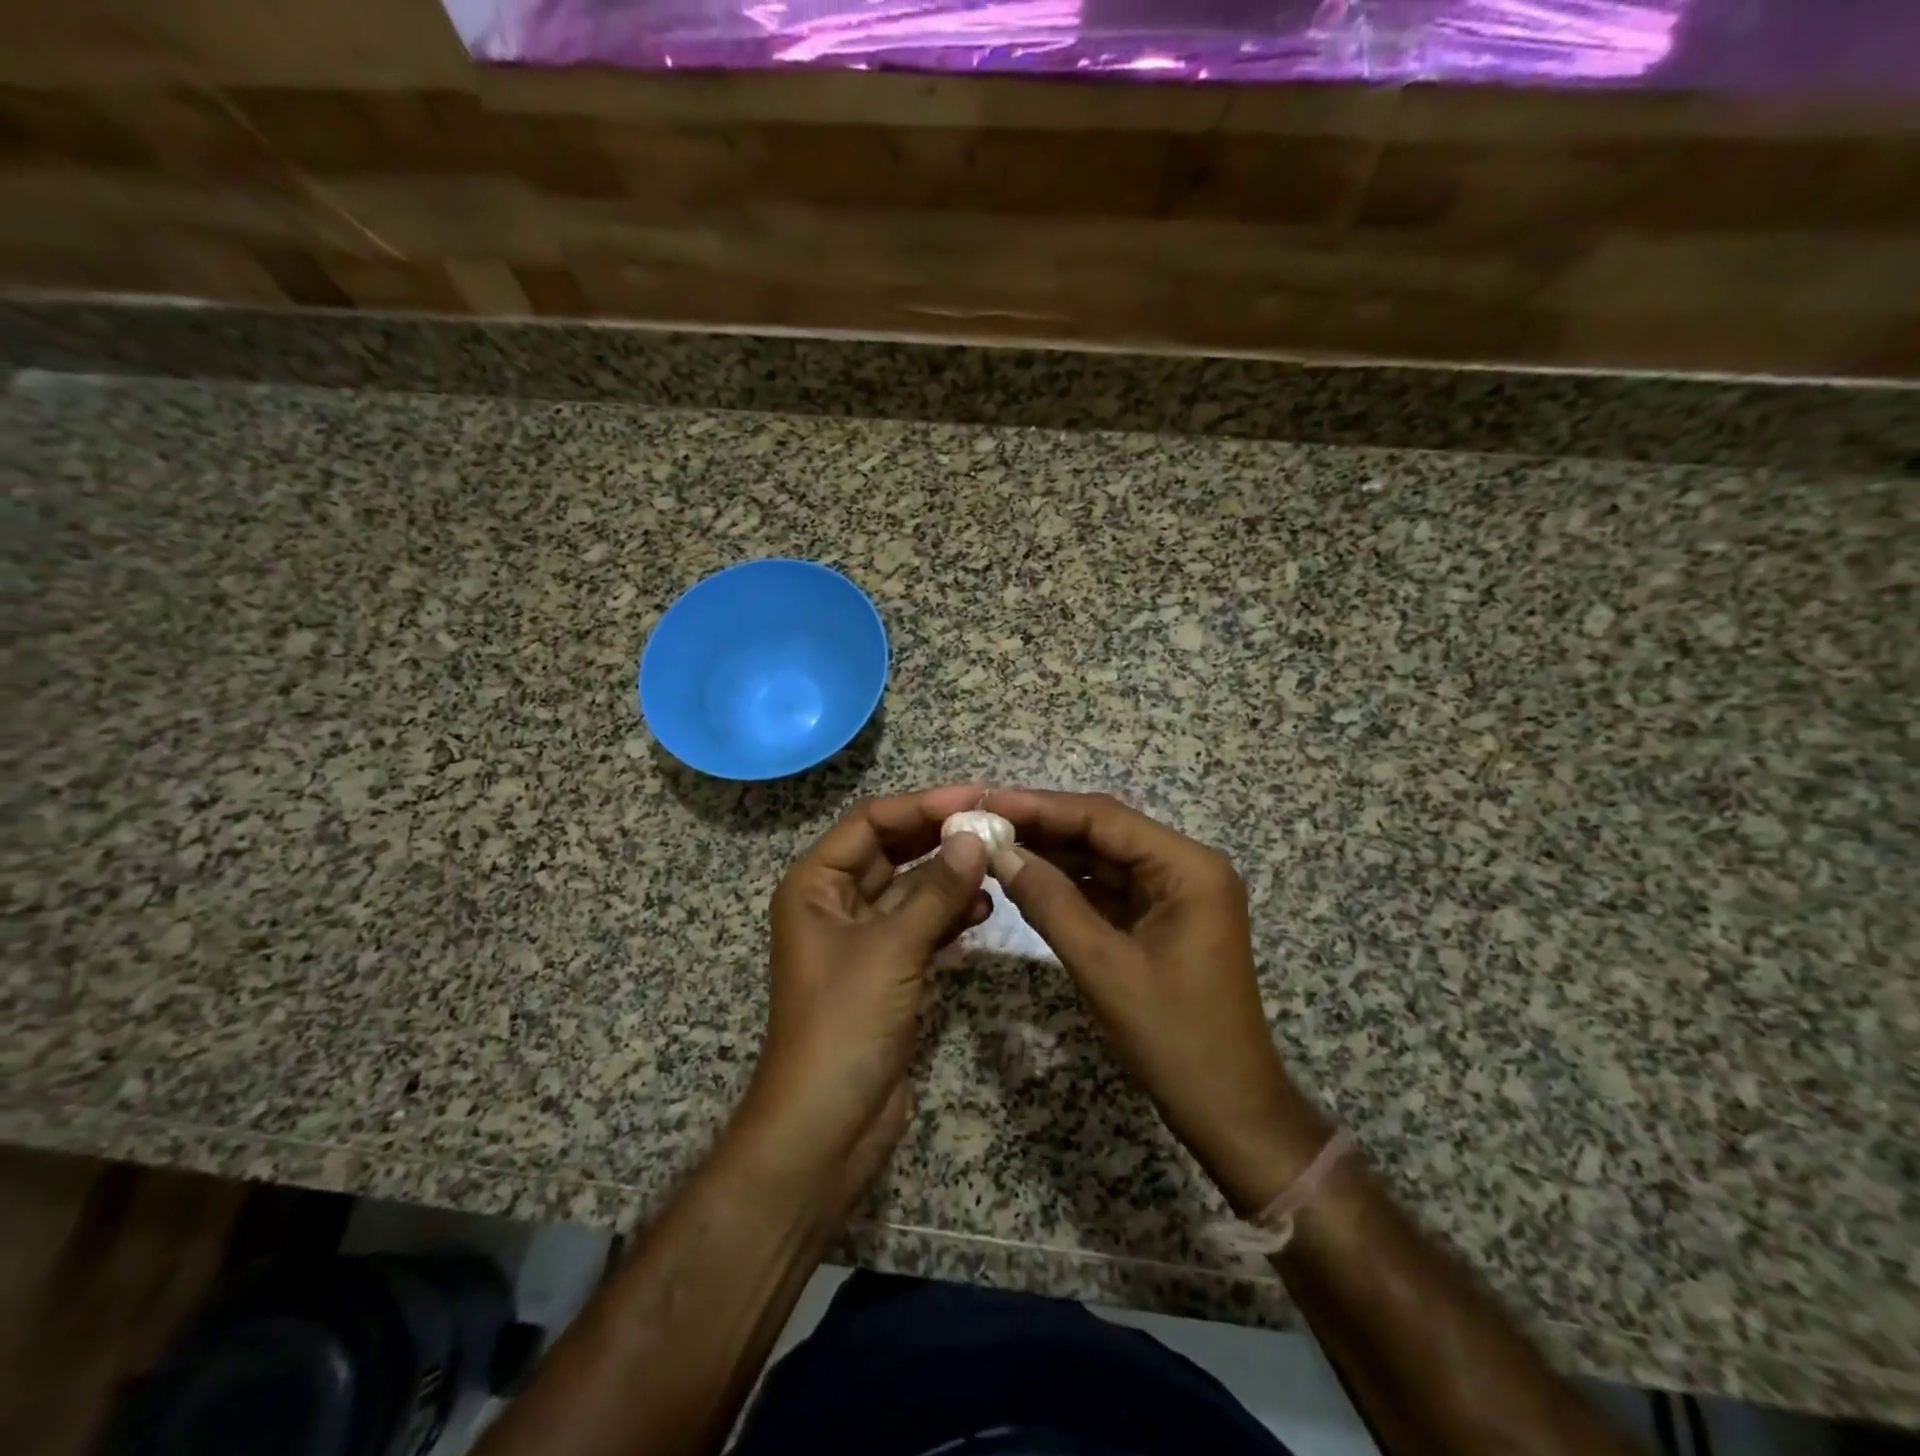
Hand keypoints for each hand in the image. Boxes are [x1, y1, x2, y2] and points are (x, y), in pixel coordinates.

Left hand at [738, 786, 991, 1188]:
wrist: (826, 1130)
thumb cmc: (844, 1026)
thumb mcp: (892, 951)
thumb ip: (936, 892)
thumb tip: (976, 837)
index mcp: (815, 885)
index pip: (870, 823)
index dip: (921, 805)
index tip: (975, 797)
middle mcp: (835, 902)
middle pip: (892, 850)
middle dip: (940, 836)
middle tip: (995, 822)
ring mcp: (864, 938)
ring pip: (912, 888)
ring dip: (951, 874)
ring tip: (999, 862)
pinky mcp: (890, 970)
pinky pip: (923, 925)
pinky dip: (951, 913)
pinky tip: (986, 906)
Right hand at [984, 789, 1328, 1214]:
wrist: (1228, 1110)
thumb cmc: (1173, 1038)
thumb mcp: (1103, 966)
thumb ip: (1050, 902)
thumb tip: (1001, 853)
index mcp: (1188, 868)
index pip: (1105, 818)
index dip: (1042, 807)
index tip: (987, 801)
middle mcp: (1186, 868)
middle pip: (1105, 832)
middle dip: (1044, 827)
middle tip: (982, 821)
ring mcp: (1176, 894)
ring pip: (1105, 858)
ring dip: (1054, 854)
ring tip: (995, 844)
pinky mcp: (1163, 919)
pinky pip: (1110, 888)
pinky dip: (1070, 884)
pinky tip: (1028, 879)